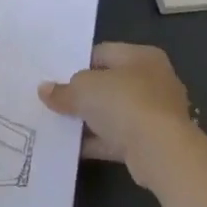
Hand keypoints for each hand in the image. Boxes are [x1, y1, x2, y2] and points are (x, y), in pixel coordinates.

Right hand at [38, 42, 196, 188]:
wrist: (161, 152)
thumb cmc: (124, 103)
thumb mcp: (83, 90)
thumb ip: (63, 90)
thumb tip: (44, 90)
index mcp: (142, 56)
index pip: (102, 53)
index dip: (77, 64)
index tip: (56, 78)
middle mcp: (154, 80)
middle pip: (110, 84)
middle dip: (84, 94)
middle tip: (56, 101)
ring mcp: (157, 113)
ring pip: (115, 113)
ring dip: (91, 120)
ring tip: (60, 125)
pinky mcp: (155, 142)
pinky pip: (120, 138)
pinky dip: (99, 141)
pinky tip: (74, 147)